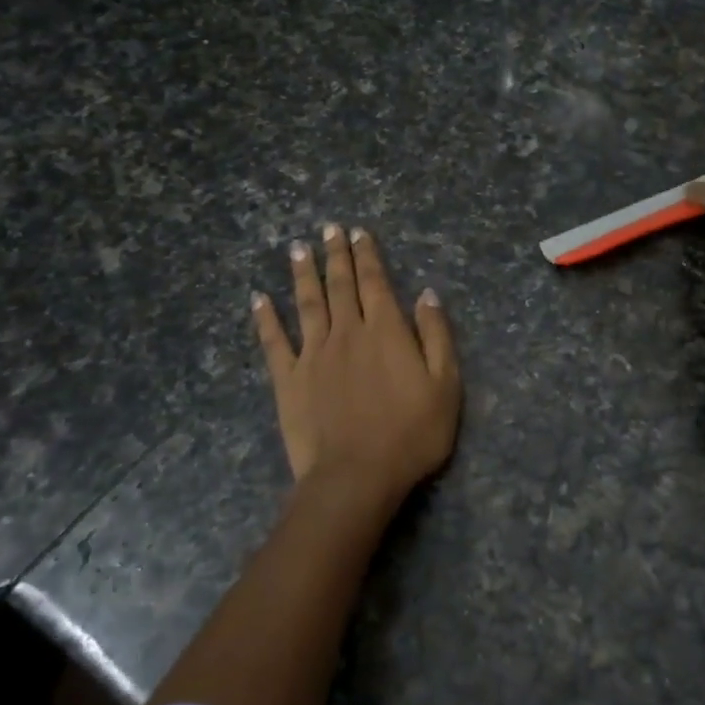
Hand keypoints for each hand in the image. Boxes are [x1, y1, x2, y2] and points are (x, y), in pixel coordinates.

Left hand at [252, 225, 461, 517]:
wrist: (357, 475)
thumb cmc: (412, 433)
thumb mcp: (445, 384)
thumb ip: (436, 335)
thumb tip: (426, 294)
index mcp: (385, 330)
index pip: (375, 282)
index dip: (367, 255)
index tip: (358, 232)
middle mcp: (347, 332)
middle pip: (340, 285)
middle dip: (335, 254)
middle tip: (329, 228)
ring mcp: (313, 354)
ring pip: (307, 304)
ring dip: (302, 274)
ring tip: (297, 249)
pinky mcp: (288, 380)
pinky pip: (273, 342)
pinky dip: (265, 319)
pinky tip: (258, 300)